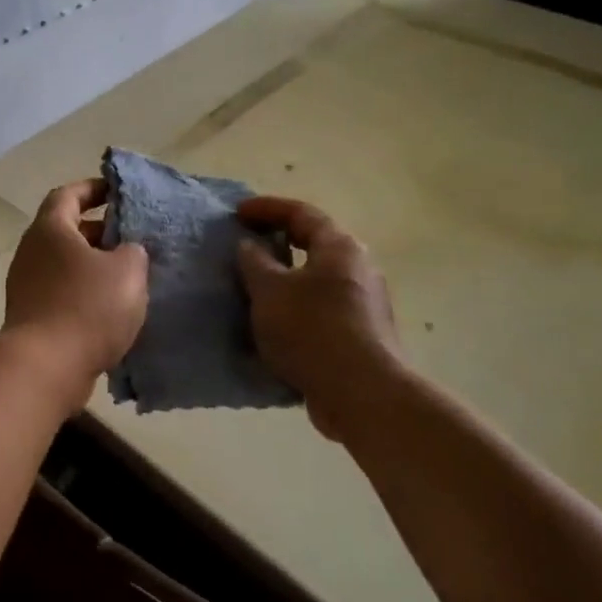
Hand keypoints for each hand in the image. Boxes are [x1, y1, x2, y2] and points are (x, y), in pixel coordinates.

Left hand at [3, 179, 149, 395]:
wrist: (46, 367)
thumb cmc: (87, 307)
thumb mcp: (128, 271)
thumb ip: (133, 252)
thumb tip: (125, 252)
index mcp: (50, 229)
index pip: (68, 195)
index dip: (92, 188)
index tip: (116, 191)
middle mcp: (31, 252)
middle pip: (65, 231)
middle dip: (99, 232)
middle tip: (131, 239)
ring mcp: (26, 287)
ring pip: (64, 266)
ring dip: (93, 267)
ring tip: (127, 277)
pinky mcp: (30, 317)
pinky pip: (61, 294)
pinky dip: (84, 294)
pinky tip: (110, 310)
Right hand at [235, 196, 405, 436]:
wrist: (361, 393)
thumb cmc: (312, 330)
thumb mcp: (269, 291)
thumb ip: (255, 262)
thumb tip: (250, 246)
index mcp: (340, 248)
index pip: (301, 213)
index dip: (266, 208)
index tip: (237, 214)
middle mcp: (359, 269)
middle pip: (314, 245)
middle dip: (279, 243)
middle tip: (247, 247)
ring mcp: (364, 304)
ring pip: (317, 280)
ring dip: (286, 280)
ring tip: (254, 289)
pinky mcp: (361, 335)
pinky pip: (321, 311)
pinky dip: (296, 310)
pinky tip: (274, 325)